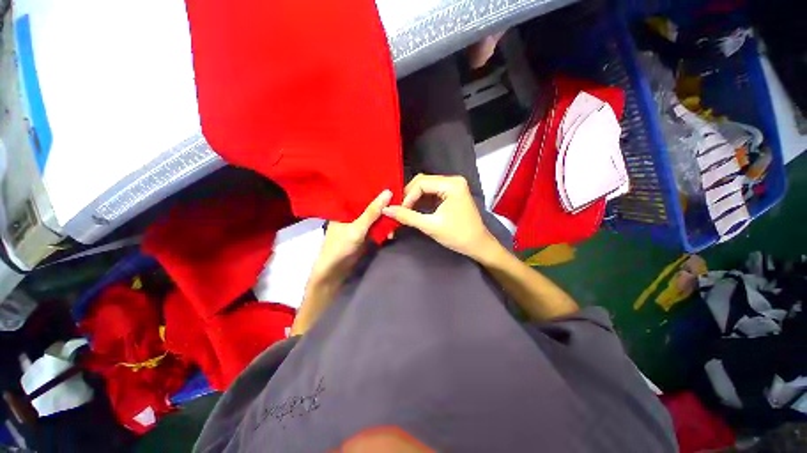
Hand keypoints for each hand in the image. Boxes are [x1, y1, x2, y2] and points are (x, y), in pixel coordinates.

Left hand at [309, 189, 392, 286]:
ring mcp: (359, 223)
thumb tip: (388, 192)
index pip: (362, 192)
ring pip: (375, 215)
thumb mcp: (357, 228)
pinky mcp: (365, 233)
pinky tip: (394, 226)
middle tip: (401, 197)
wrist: (335, 272)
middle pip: (371, 204)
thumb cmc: (340, 247)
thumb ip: (372, 212)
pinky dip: (385, 226)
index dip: (376, 188)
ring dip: (386, 216)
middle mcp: (352, 212)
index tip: (392, 182)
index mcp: (345, 206)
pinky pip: (377, 225)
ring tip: (401, 211)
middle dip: (384, 203)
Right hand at [382, 174, 497, 261]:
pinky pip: (431, 193)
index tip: (399, 211)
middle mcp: (453, 180)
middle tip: (399, 210)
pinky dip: (421, 201)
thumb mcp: (430, 226)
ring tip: (404, 211)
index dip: (407, 196)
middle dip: (409, 196)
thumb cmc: (457, 235)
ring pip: (426, 187)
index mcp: (452, 184)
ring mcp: (452, 187)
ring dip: (414, 198)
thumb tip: (386, 210)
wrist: (478, 246)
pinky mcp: (451, 194)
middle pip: (423, 182)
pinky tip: (414, 210)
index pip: (421, 183)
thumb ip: (407, 216)